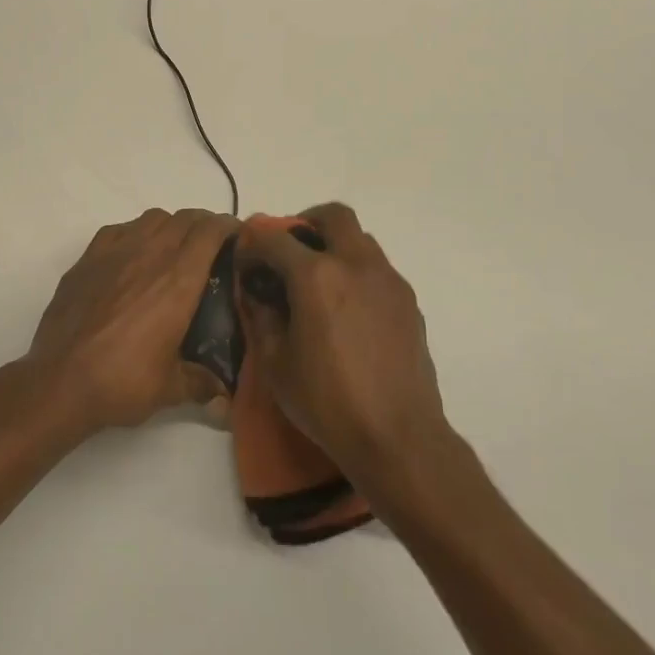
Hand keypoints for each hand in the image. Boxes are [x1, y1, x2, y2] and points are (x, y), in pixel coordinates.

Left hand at [24, 208, 237, 429]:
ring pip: (152, 218)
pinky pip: (118, 230)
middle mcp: (149, 255)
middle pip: (184, 218)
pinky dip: (134, 232)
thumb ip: (201, 384)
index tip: (239, 236)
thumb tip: (223, 399)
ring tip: (174, 247)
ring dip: (170, 225)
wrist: (61, 380)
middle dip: (204, 224)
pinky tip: (133, 254)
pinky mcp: (87, 259)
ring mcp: (114, 253)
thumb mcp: (171, 388)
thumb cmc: (122, 382)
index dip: (228, 227)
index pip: (210, 232)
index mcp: (178, 281)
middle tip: (212, 244)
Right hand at [235, 203, 451, 482]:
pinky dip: (356, 272)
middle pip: (333, 216)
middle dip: (305, 223)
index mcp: (316, 276)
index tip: (246, 261)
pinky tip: (345, 310)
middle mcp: (356, 266)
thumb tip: (256, 292)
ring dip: (334, 246)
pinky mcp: (408, 303)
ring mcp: (389, 282)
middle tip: (290, 251)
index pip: (276, 239)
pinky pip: (377, 269)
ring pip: (360, 239)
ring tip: (317, 283)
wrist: (398, 438)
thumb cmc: (327, 402)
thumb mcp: (274, 363)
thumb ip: (262, 316)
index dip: (254, 245)